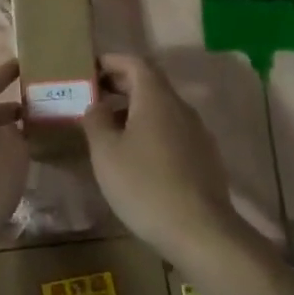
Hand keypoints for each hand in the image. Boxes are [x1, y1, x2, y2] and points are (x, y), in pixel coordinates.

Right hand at [83, 54, 238, 258]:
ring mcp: (197, 133)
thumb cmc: (145, 185)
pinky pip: (172, 131)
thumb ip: (95, 121)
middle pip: (150, 84)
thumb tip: (96, 106)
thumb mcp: (106, 152)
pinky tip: (136, 157)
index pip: (135, 63)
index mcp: (156, 98)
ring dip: (134, 111)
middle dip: (120, 86)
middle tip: (92, 97)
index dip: (111, 61)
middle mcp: (181, 108)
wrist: (201, 232)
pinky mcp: (204, 158)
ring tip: (108, 129)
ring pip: (161, 110)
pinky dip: (150, 131)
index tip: (89, 70)